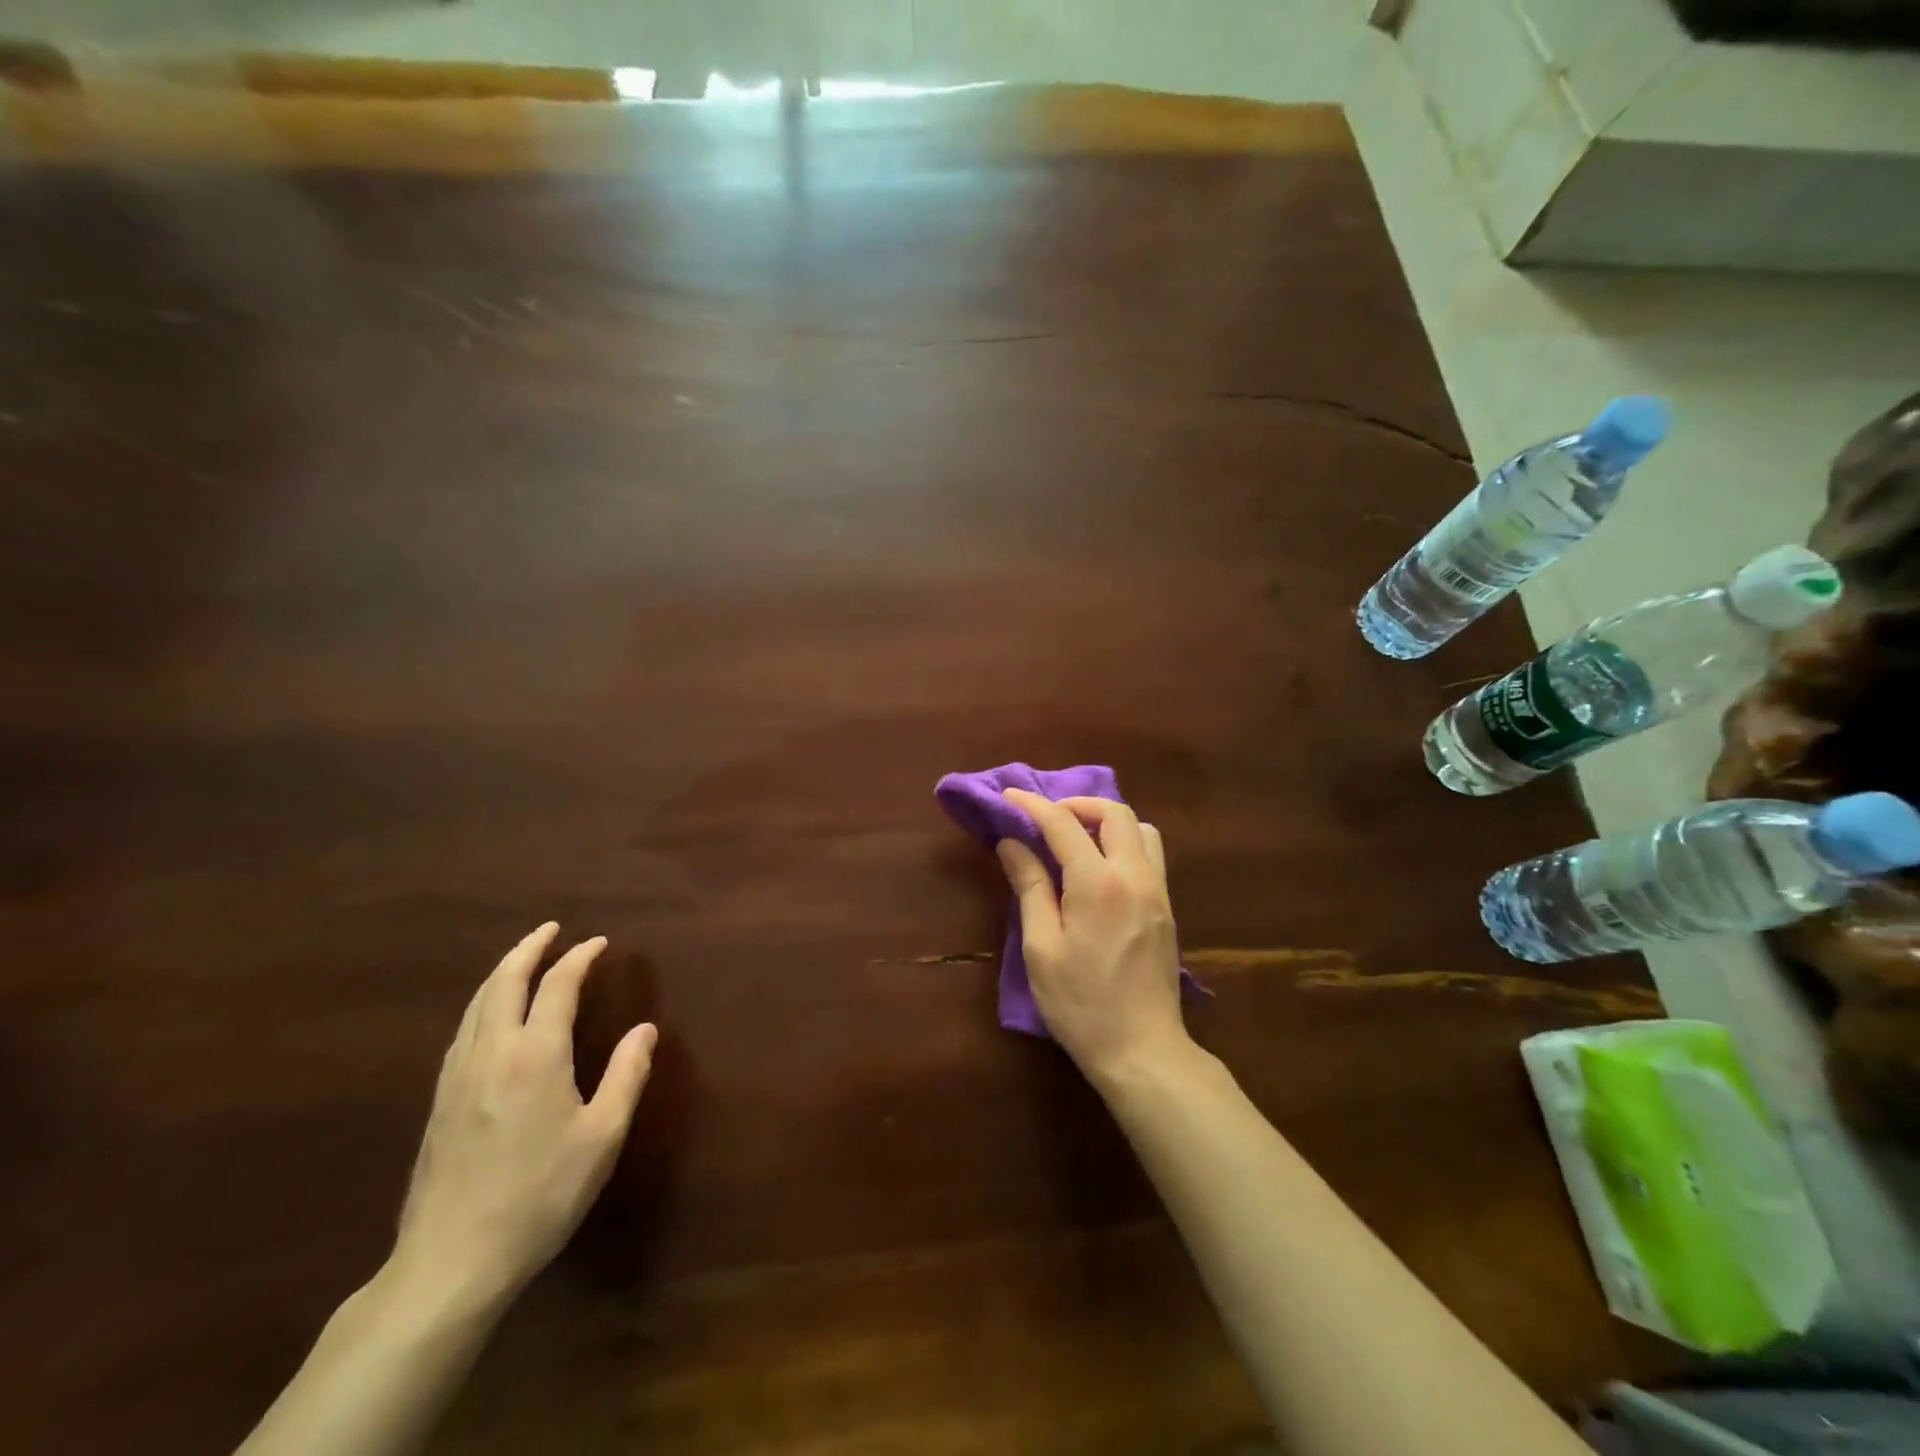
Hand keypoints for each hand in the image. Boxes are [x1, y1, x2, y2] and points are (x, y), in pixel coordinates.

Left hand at [392, 924, 656, 1307]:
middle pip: (504, 983)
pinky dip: (483, 1005)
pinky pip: (463, 1032)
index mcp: (535, 1055)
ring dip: (501, 973)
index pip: (557, 986)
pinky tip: (489, 1018)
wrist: (451, 1262)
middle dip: (528, 949)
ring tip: (521, 961)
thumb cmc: (540, 1195)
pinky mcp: (439, 1103)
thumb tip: (645, 1029)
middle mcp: (492, 1053)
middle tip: (550, 930)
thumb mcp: (602, 1137)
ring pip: (476, 1006)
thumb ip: (627, 1076)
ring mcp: (458, 1078)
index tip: (599, 943)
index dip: (579, 958)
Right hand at [996, 789, 1188, 1083]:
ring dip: (1107, 821)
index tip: (1009, 796)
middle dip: (1077, 804)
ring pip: (1141, 829)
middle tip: (1047, 817)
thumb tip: (1012, 843)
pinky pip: (1150, 854)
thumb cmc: (1081, 1004)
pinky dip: (1124, 842)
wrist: (1142, 1050)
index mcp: (1098, 884)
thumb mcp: (1042, 948)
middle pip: (1114, 813)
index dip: (1033, 805)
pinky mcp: (1166, 908)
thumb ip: (1030, 887)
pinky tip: (1101, 867)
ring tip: (1077, 839)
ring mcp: (1157, 891)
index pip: (1063, 825)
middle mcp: (1134, 876)